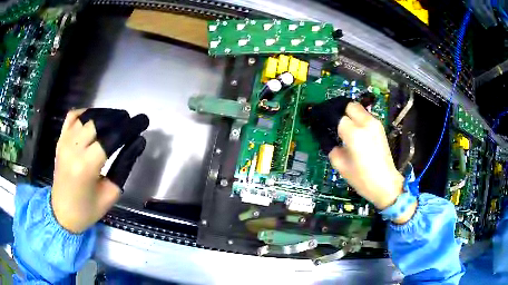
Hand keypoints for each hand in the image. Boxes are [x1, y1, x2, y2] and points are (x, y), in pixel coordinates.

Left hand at [51, 108, 148, 232]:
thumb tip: (138, 142)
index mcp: (86, 167)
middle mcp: (73, 149)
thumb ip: (124, 165)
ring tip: (117, 118)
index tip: (143, 120)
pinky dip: (85, 112)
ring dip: (104, 114)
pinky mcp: (60, 140)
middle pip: (99, 122)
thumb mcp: (111, 193)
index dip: (130, 127)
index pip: (112, 137)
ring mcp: (64, 142)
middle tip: (131, 121)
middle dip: (118, 118)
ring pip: (87, 116)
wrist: (62, 213)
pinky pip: (72, 116)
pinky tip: (95, 117)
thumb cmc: (88, 209)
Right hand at [328, 102, 415, 223]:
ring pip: (358, 108)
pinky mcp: (380, 128)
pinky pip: (365, 116)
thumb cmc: (362, 179)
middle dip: (339, 110)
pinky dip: (357, 119)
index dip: (326, 118)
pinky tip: (353, 131)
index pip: (336, 116)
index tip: (319, 121)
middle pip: (349, 105)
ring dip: (348, 114)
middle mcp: (366, 123)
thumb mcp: (340, 165)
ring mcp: (375, 124)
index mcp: (354, 134)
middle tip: (331, 121)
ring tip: (342, 126)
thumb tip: (327, 137)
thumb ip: (331, 147)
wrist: (386, 184)